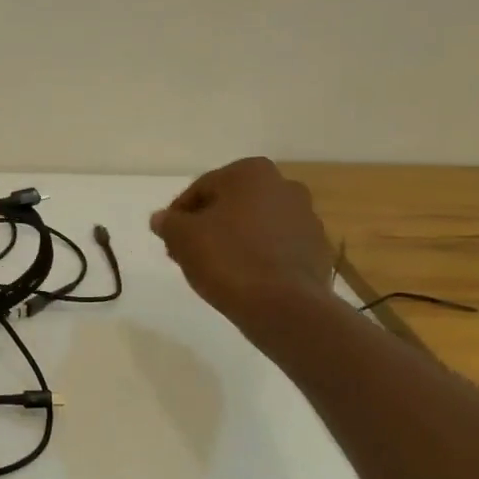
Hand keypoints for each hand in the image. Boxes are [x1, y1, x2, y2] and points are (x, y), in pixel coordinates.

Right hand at [149, 158, 334, 335]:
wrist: (283, 305)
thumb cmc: (227, 259)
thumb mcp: (182, 238)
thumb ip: (168, 223)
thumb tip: (162, 219)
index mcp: (251, 173)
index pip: (201, 188)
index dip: (179, 214)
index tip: (169, 238)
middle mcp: (284, 186)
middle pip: (231, 204)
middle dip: (208, 225)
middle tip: (187, 252)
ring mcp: (306, 218)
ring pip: (255, 225)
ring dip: (233, 239)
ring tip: (214, 268)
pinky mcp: (317, 249)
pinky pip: (276, 247)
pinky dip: (257, 256)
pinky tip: (242, 277)